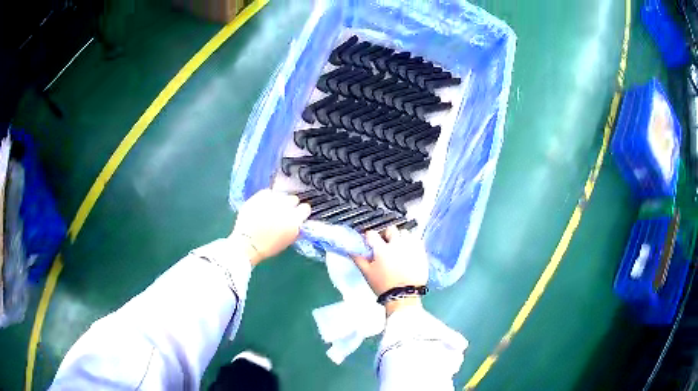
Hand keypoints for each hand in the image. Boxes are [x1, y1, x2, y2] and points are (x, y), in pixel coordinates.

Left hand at [231, 189, 310, 266]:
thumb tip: (299, 222)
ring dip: (279, 201)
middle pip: (293, 199)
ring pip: (281, 194)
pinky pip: (268, 192)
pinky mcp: (260, 195)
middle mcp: (285, 206)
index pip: (305, 208)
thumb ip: (296, 229)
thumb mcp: (288, 241)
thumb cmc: (268, 247)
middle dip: (290, 205)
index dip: (301, 212)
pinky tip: (263, 205)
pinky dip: (267, 197)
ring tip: (271, 209)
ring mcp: (272, 199)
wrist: (247, 243)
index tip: (297, 215)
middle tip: (283, 213)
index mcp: (295, 219)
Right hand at [352, 227, 428, 315]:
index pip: (372, 234)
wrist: (404, 296)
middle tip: (385, 245)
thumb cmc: (383, 286)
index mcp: (382, 249)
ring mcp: (411, 247)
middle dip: (386, 235)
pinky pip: (416, 241)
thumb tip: (351, 249)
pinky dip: (412, 243)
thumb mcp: (367, 273)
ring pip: (405, 233)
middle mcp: (397, 244)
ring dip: (400, 238)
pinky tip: (408, 252)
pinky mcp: (421, 252)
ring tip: (398, 248)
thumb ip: (358, 259)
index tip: (369, 243)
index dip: (369, 238)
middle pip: (391, 229)